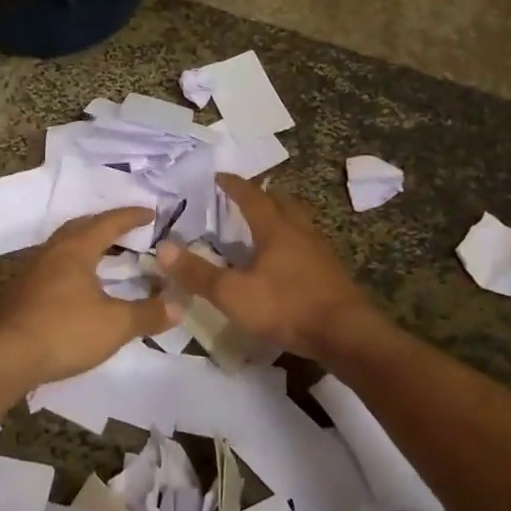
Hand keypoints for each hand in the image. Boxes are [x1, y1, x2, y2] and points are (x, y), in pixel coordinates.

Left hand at [0, 209, 173, 388]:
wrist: (3, 358)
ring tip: (103, 257)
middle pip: (80, 228)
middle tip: (126, 231)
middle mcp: (51, 252)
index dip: (131, 217)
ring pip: (62, 247)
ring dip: (84, 246)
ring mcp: (30, 272)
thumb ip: (148, 314)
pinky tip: (74, 287)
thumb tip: (181, 305)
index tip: (151, 213)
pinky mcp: (17, 294)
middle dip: (105, 225)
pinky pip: (50, 268)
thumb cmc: (63, 331)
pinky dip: (69, 268)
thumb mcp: (115, 325)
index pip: (108, 223)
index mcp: (75, 249)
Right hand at [157, 174, 372, 358]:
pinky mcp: (332, 273)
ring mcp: (320, 252)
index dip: (234, 185)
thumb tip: (162, 248)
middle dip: (263, 195)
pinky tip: (288, 261)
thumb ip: (198, 273)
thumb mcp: (234, 294)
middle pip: (282, 202)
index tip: (219, 176)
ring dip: (282, 217)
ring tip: (266, 224)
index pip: (251, 196)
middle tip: (246, 196)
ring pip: (299, 222)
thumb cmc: (287, 307)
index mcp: (275, 229)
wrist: (347, 334)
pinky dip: (293, 242)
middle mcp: (300, 232)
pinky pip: (309, 245)